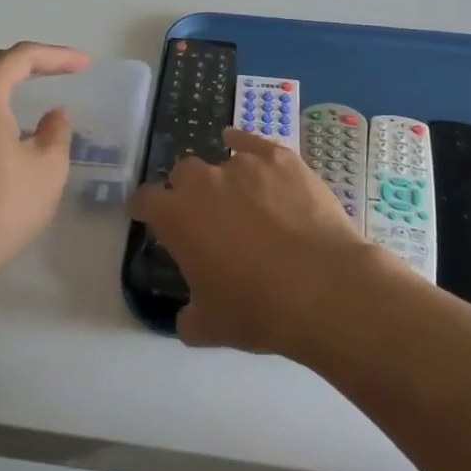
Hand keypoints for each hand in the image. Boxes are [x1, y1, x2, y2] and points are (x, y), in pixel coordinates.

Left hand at [0, 42, 89, 283]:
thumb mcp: (47, 169)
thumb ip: (57, 132)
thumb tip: (54, 115)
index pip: (21, 58)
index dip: (57, 56)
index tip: (85, 64)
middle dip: (33, 66)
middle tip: (66, 71)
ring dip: (10, 87)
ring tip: (40, 95)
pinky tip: (11, 130)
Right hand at [129, 128, 386, 357]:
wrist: (324, 289)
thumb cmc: (258, 310)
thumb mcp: (209, 327)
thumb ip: (187, 316)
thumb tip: (188, 315)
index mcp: (176, 217)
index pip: (145, 200)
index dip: (145, 208)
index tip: (149, 216)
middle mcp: (203, 182)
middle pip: (183, 174)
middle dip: (187, 190)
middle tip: (205, 216)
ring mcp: (244, 164)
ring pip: (222, 162)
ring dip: (225, 180)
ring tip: (245, 201)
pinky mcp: (280, 158)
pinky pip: (253, 143)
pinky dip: (246, 145)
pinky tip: (246, 148)